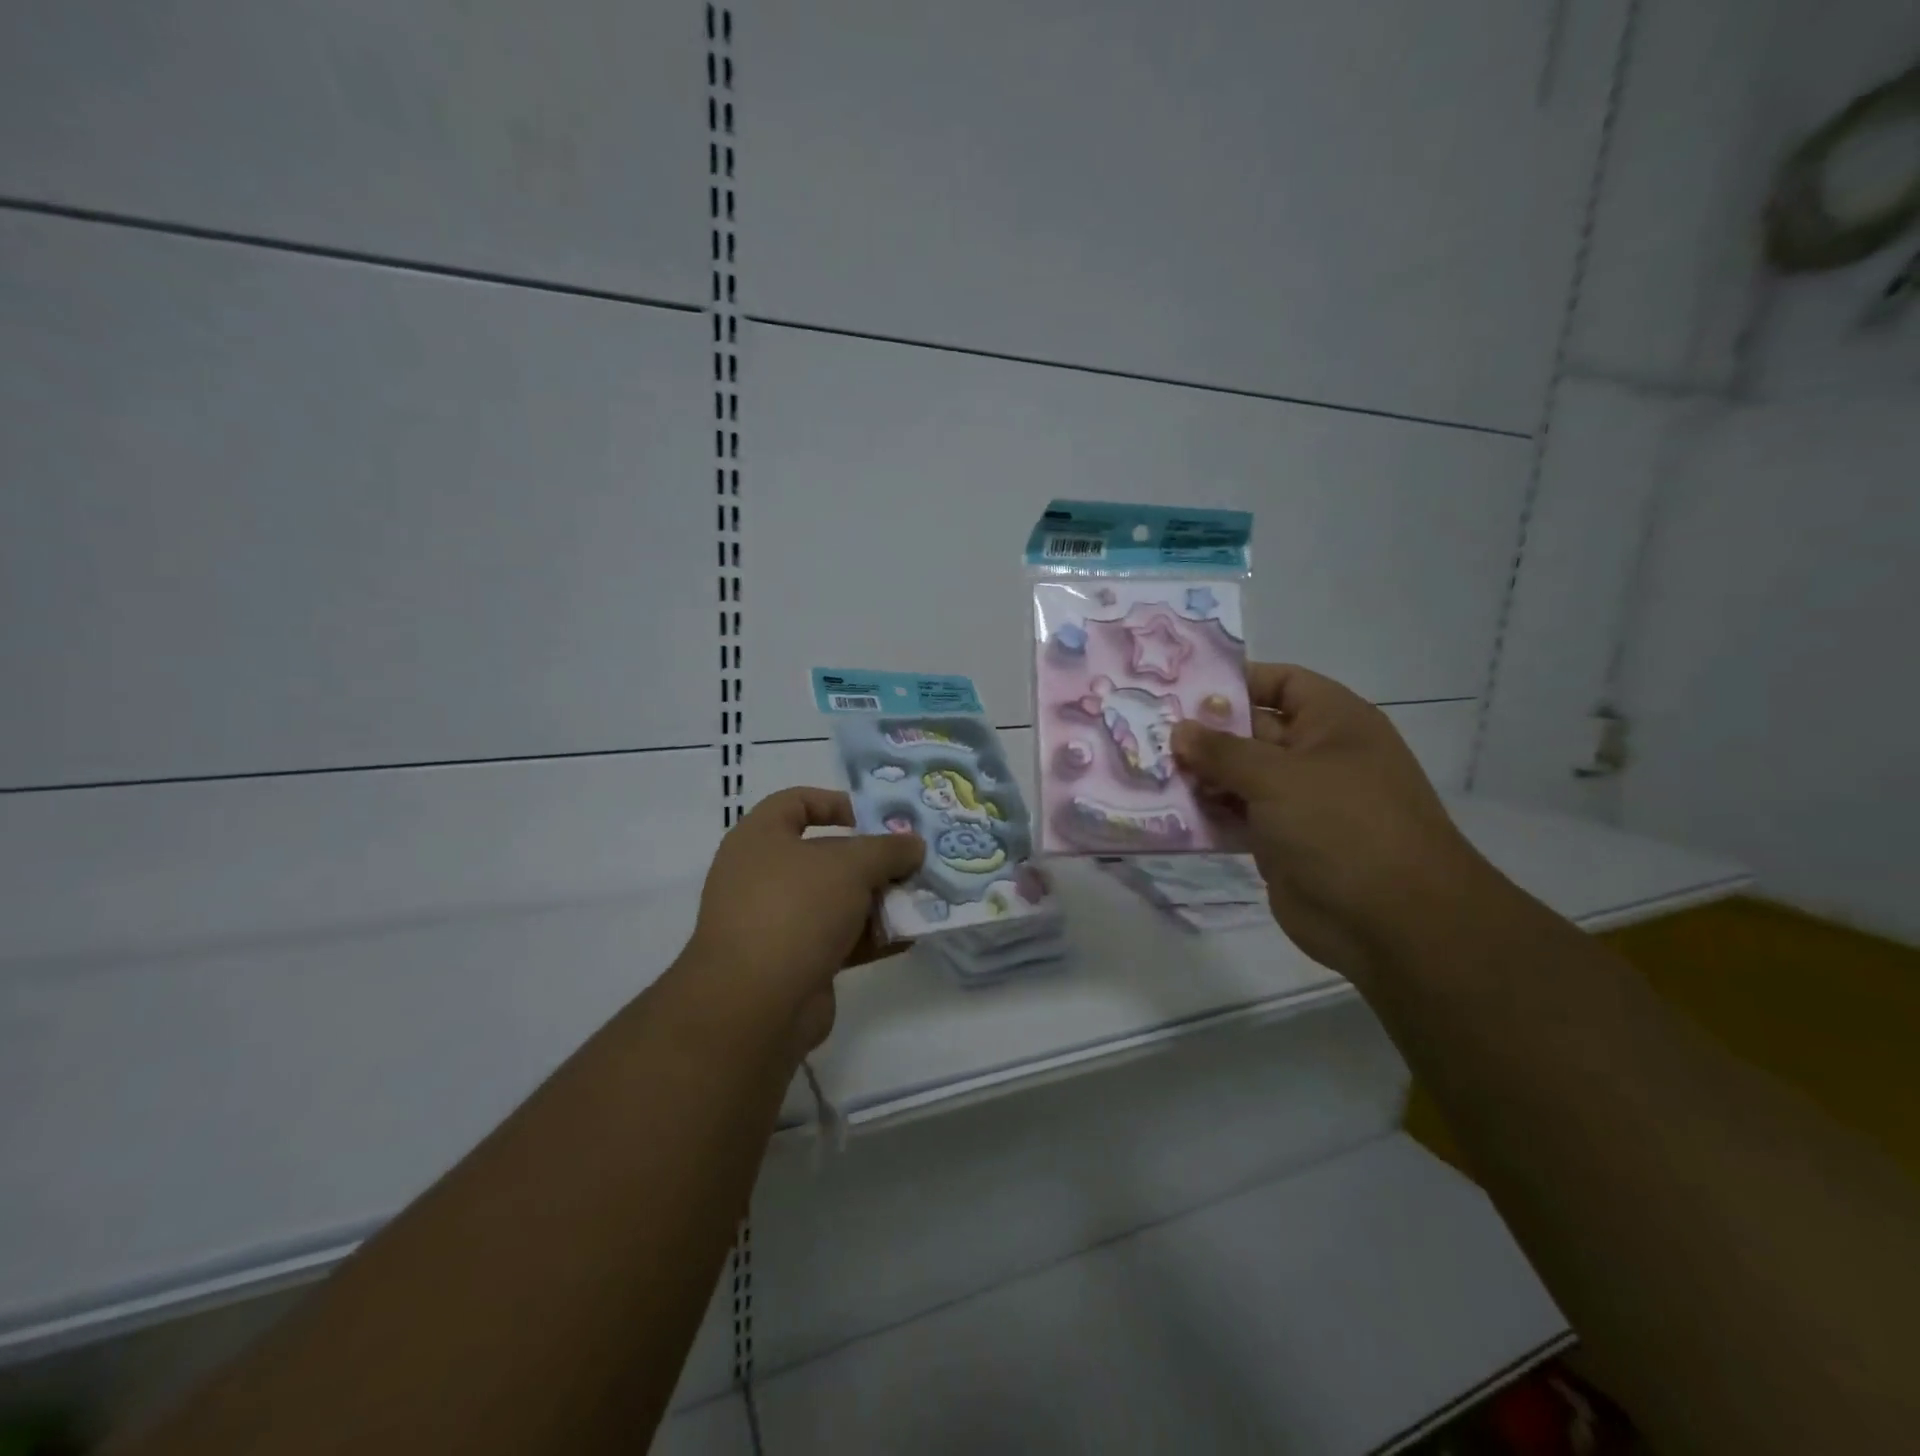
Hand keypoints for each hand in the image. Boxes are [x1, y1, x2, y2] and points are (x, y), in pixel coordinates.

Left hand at [677, 787, 924, 1055]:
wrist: (757, 1004)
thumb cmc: (797, 909)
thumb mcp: (851, 865)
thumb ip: (888, 849)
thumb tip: (914, 846)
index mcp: (759, 838)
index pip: (796, 802)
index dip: (836, 802)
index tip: (876, 818)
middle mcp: (763, 876)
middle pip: (826, 855)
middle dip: (872, 859)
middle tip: (913, 862)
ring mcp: (777, 921)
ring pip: (836, 900)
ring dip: (878, 900)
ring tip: (921, 899)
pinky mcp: (794, 962)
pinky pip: (839, 939)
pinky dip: (871, 936)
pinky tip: (908, 937)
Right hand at [1171, 664, 1490, 977]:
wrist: (1391, 921)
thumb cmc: (1341, 825)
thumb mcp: (1278, 776)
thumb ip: (1222, 751)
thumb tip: (1180, 730)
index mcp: (1333, 723)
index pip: (1282, 683)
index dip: (1236, 681)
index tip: (1181, 689)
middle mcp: (1316, 756)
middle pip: (1251, 730)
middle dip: (1203, 732)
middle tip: (1147, 731)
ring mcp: (1297, 801)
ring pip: (1238, 777)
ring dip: (1198, 775)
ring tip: (1147, 768)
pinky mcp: (1279, 842)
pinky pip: (1235, 816)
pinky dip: (1206, 813)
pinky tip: (1165, 811)